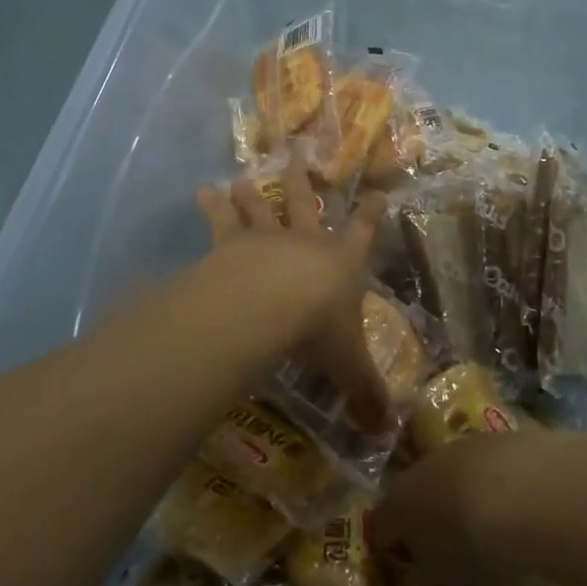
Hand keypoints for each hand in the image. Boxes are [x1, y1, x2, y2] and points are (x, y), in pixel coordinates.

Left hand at [196, 161, 388, 430]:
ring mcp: (265, 240)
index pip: (362, 232)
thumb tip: (386, 430)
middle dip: (302, 182)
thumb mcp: (348, 365)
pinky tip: (200, 189)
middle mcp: (304, 243)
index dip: (370, 213)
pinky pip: (220, 222)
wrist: (270, 304)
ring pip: (259, 209)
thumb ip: (366, 394)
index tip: (376, 191)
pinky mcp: (229, 246)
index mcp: (340, 263)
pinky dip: (212, 206)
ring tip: (239, 176)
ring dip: (250, 193)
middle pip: (304, 205)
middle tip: (297, 155)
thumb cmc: (317, 328)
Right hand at [370, 429, 545, 585]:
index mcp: (400, 505)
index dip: (390, 553)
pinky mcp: (512, 438)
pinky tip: (534, 520)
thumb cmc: (478, 559)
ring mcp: (470, 446)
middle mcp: (427, 466)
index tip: (405, 577)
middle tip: (456, 564)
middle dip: (435, 527)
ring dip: (475, 506)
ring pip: (464, 479)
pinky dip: (513, 493)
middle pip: (423, 497)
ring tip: (502, 544)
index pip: (380, 527)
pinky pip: (505, 471)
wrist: (536, 493)